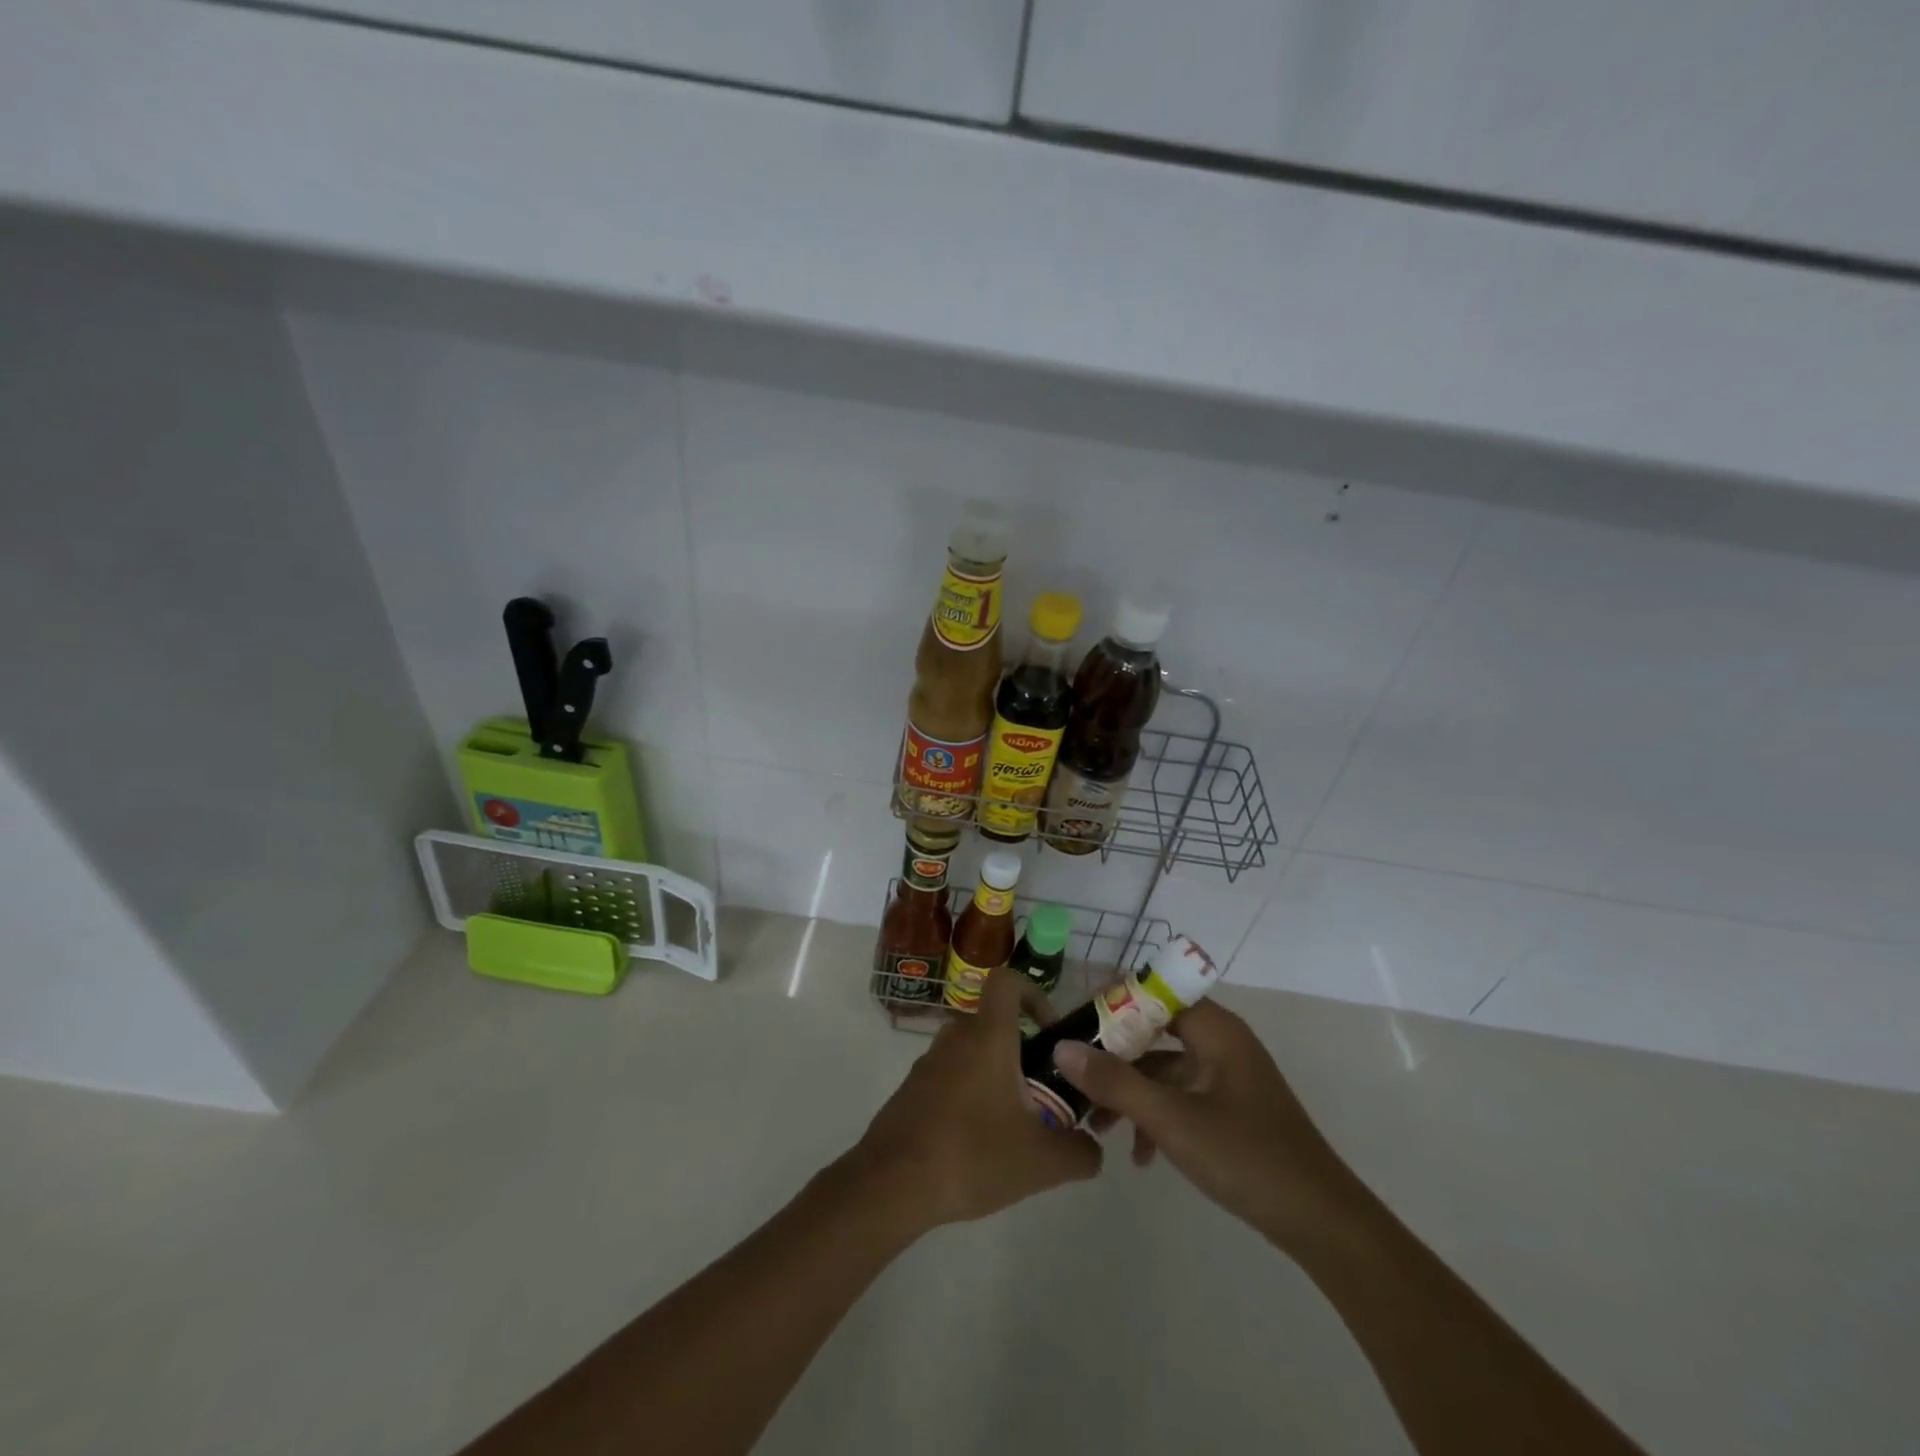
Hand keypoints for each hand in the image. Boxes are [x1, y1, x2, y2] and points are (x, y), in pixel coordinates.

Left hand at [848, 969, 1101, 1234]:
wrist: (891, 1185)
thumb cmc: (971, 1155)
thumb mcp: (1042, 1163)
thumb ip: (1080, 1152)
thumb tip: (1093, 1148)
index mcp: (987, 1036)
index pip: (1006, 980)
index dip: (1033, 993)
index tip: (1050, 1031)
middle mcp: (956, 1037)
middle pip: (994, 1022)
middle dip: (1023, 1050)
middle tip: (1043, 1093)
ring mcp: (928, 1062)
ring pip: (973, 1052)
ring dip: (997, 1076)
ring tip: (1015, 1126)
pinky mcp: (912, 1089)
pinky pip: (951, 1077)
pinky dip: (970, 1095)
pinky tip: (979, 1144)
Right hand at [1050, 999, 1355, 1250]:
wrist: (1321, 1224)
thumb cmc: (1246, 1157)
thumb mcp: (1172, 1120)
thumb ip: (1115, 1082)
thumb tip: (1062, 1048)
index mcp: (1216, 1030)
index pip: (1156, 992)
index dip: (1115, 1001)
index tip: (1077, 1023)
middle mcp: (1222, 1043)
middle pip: (1155, 1031)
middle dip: (1115, 1055)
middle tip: (1076, 1075)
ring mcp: (1228, 1078)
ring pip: (1165, 1069)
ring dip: (1132, 1093)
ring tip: (1098, 1126)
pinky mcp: (1232, 1110)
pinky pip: (1182, 1097)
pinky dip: (1157, 1117)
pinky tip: (1140, 1156)